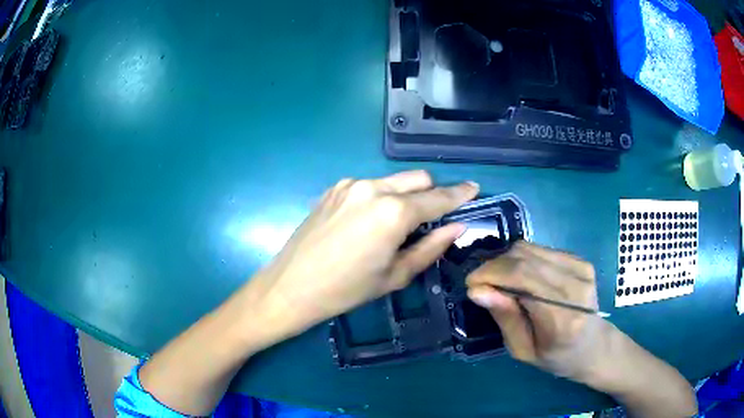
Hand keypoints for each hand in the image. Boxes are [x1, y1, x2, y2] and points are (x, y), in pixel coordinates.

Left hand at [245, 170, 478, 339]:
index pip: (438, 197)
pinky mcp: (334, 188)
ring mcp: (350, 184)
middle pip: (418, 178)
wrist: (291, 286)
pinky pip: (369, 186)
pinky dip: (380, 197)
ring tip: (396, 225)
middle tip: (433, 218)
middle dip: (432, 193)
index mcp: (393, 212)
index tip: (474, 189)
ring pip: (393, 180)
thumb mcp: (396, 275)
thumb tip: (456, 227)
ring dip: (405, 195)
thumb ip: (431, 247)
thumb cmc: (347, 290)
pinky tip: (368, 223)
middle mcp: (373, 188)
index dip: (459, 194)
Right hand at [466, 241, 605, 381]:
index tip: (471, 285)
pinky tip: (521, 277)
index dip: (490, 274)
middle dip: (494, 266)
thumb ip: (505, 318)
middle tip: (481, 284)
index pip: (521, 277)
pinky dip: (523, 259)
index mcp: (562, 318)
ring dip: (507, 261)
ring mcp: (581, 269)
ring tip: (499, 280)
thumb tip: (476, 290)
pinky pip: (541, 250)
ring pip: (530, 248)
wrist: (594, 346)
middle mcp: (575, 286)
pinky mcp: (581, 261)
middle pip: (524, 257)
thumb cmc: (556, 357)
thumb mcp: (523, 350)